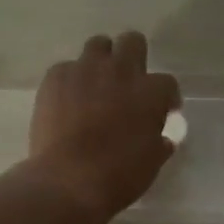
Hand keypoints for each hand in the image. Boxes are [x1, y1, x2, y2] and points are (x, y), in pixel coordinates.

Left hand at [27, 32, 180, 219]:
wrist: (68, 181)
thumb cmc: (118, 175)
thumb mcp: (152, 162)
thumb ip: (159, 142)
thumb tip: (162, 138)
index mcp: (150, 92)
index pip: (167, 83)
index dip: (166, 97)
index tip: (162, 111)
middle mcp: (120, 71)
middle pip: (133, 42)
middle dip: (134, 57)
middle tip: (128, 82)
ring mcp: (85, 70)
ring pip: (98, 45)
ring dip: (101, 61)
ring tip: (96, 84)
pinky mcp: (56, 77)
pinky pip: (66, 68)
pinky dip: (70, 81)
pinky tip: (67, 101)